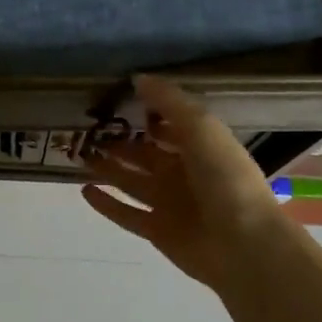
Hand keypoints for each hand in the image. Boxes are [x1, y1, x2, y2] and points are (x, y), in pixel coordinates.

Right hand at [80, 76, 285, 293]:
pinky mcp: (157, 230)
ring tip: (79, 153)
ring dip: (107, 167)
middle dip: (119, 141)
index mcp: (199, 146)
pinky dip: (106, 203)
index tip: (114, 99)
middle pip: (144, 153)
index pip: (168, 124)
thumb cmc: (226, 178)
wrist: (243, 244)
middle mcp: (182, 173)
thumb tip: (137, 78)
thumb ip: (169, 102)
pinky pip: (126, 214)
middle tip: (86, 128)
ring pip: (130, 181)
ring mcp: (169, 203)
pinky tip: (84, 189)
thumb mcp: (201, 127)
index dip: (146, 112)